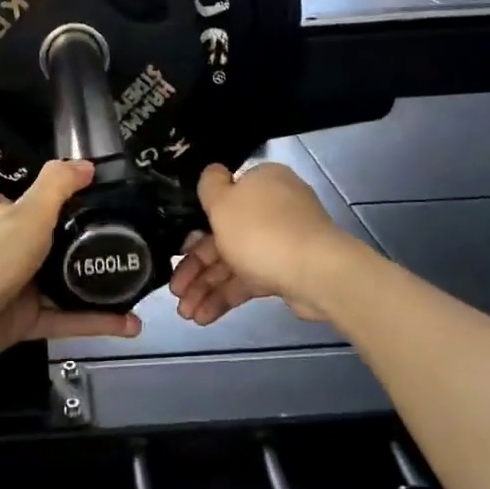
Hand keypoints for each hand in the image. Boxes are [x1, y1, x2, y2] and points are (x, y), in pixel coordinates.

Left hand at [0, 159, 142, 361]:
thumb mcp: (30, 212)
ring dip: (95, 288)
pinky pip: (67, 321)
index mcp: (0, 221)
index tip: (39, 196)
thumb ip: (58, 186)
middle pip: (38, 245)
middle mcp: (7, 253)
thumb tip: (88, 165)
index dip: (4, 195)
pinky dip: (97, 324)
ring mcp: (16, 290)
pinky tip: (130, 325)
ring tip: (134, 284)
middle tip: (118, 241)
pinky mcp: (26, 324)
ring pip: (61, 287)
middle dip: (73, 245)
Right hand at [169, 162, 359, 325]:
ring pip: (233, 263)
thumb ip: (210, 186)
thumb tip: (211, 171)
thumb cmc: (260, 231)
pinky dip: (225, 297)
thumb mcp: (224, 202)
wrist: (315, 272)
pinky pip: (248, 281)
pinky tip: (203, 317)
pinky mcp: (284, 271)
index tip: (176, 249)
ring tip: (185, 314)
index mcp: (260, 184)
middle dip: (195, 268)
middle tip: (174, 291)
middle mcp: (271, 209)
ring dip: (205, 287)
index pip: (221, 200)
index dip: (193, 226)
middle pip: (222, 237)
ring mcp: (280, 241)